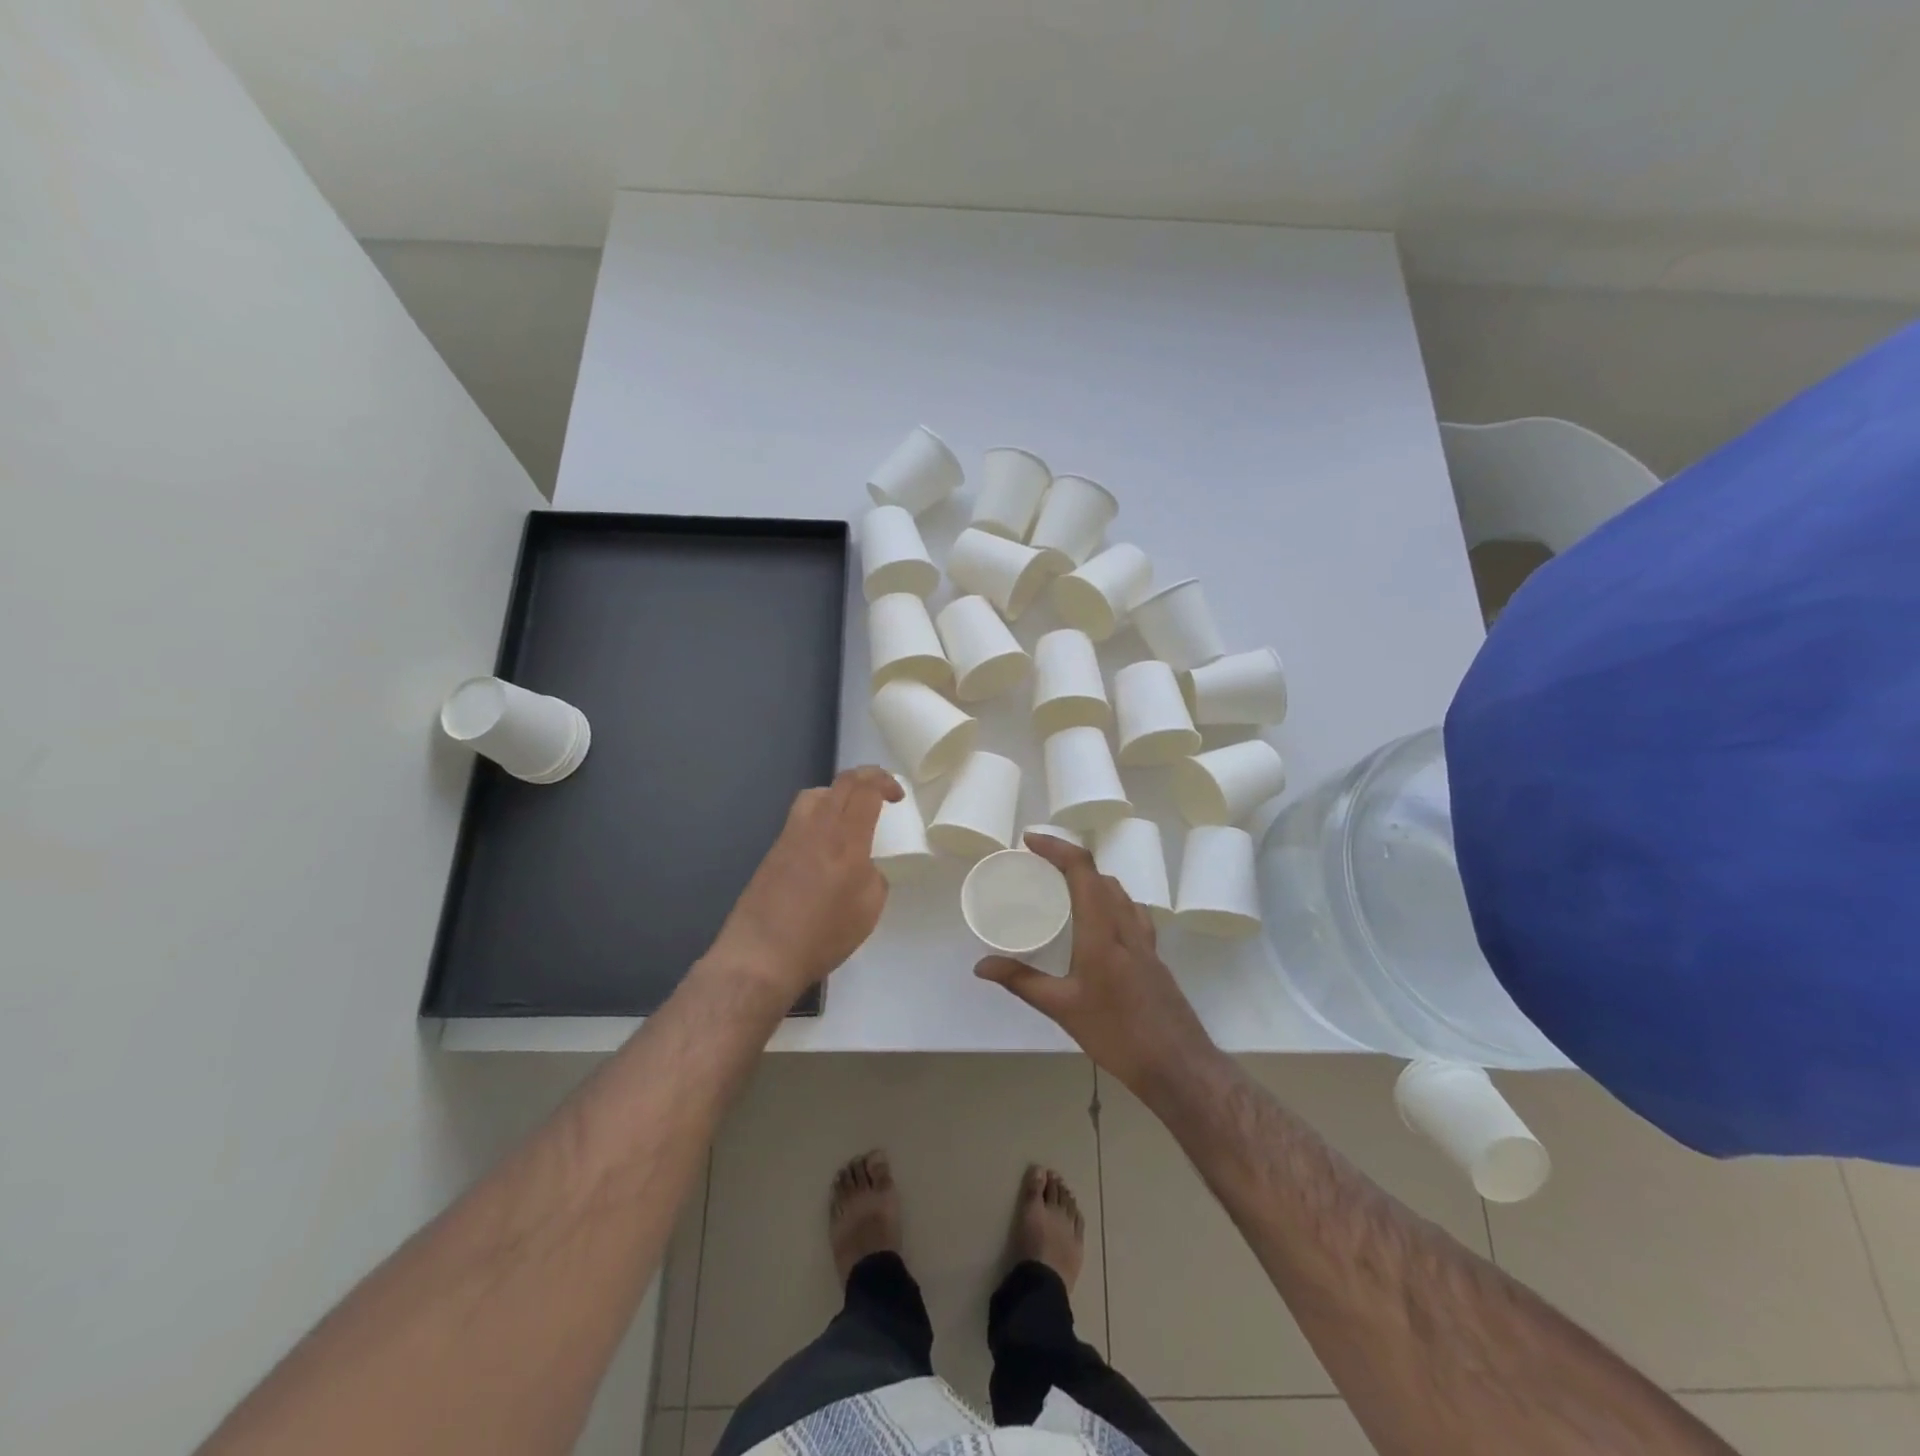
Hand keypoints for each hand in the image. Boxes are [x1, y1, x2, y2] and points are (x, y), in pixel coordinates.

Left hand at [705, 766, 902, 1000]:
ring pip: (816, 794)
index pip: (865, 790)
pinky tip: (826, 843)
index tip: (897, 797)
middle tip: (881, 793)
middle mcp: (817, 828)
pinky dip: (820, 814)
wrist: (761, 956)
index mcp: (846, 840)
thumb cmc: (822, 936)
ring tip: (850, 813)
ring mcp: (790, 836)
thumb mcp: (868, 910)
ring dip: (839, 793)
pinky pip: (801, 816)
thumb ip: (874, 877)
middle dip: (867, 778)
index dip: (885, 783)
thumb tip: (864, 866)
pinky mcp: (774, 850)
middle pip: (842, 783)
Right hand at [975, 833, 1216, 1093]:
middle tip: (1038, 867)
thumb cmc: (1117, 1034)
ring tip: (1064, 890)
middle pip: (1100, 876)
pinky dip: (1110, 901)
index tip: (1029, 841)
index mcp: (1102, 931)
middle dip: (1069, 861)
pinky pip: (1130, 912)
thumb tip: (981, 966)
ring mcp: (1146, 940)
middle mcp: (1126, 925)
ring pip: (1119, 892)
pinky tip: (1099, 924)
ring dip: (1092, 879)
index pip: (1082, 870)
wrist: (1179, 1065)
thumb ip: (1021, 981)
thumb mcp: (1062, 1008)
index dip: (1056, 847)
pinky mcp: (1155, 956)